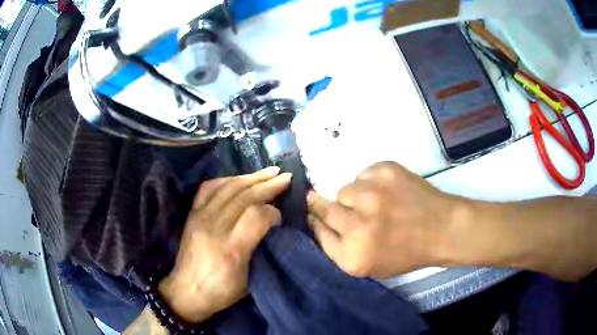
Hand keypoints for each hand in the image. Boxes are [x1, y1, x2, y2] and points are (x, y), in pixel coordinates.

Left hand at [158, 167, 291, 322]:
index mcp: (232, 249)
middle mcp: (214, 227)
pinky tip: (239, 179)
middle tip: (286, 177)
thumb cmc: (221, 292)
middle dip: (268, 185)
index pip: (257, 216)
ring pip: (228, 188)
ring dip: (252, 177)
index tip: (280, 216)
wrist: (186, 291)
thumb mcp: (249, 281)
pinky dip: (227, 180)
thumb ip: (261, 251)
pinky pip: (208, 188)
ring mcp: (200, 218)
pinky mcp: (192, 214)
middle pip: (244, 197)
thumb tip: (271, 225)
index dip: (273, 212)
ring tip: (269, 172)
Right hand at [307, 161, 459, 278]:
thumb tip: (316, 219)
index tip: (313, 213)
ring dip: (355, 196)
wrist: (442, 229)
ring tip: (377, 203)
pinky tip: (389, 192)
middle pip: (324, 207)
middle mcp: (357, 224)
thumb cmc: (407, 253)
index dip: (315, 220)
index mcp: (352, 254)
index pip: (318, 230)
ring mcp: (371, 193)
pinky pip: (364, 174)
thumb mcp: (369, 266)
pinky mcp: (385, 170)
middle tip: (344, 205)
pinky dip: (371, 182)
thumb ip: (339, 248)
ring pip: (345, 189)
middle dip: (326, 205)